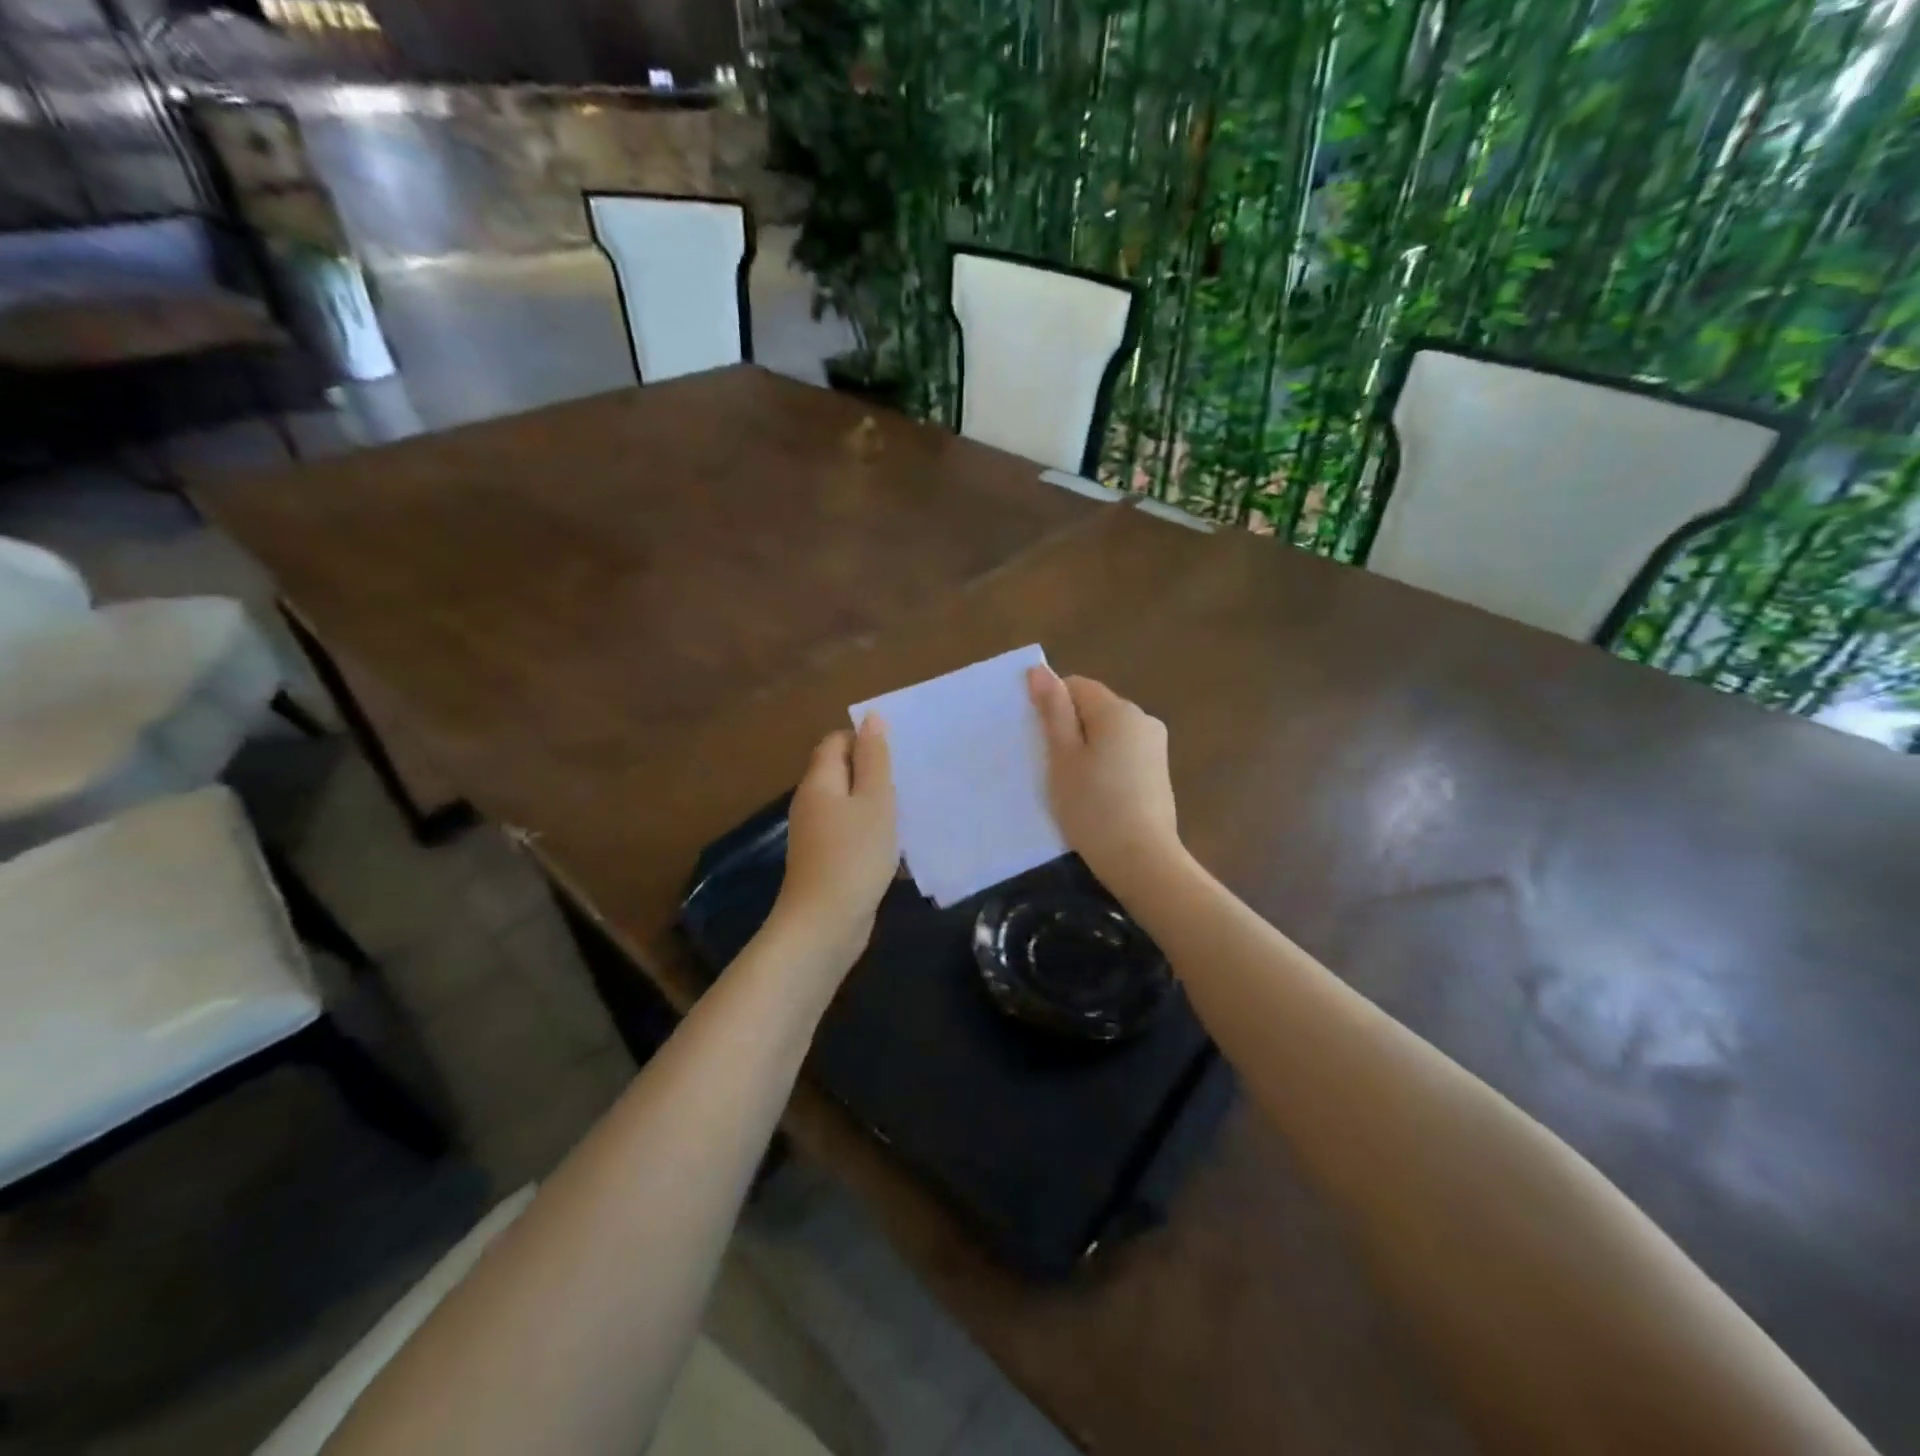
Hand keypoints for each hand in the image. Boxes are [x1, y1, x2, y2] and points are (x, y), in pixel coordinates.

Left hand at [772, 715, 898, 970]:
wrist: (825, 924)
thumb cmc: (854, 855)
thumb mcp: (874, 800)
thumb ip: (874, 759)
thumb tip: (871, 717)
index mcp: (820, 782)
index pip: (836, 741)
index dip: (864, 740)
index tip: (898, 753)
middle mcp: (811, 803)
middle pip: (841, 772)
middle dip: (875, 773)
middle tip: (910, 780)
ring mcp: (816, 835)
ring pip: (849, 806)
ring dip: (877, 806)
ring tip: (911, 811)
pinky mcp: (826, 861)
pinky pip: (851, 835)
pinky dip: (872, 834)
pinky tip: (897, 849)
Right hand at [1028, 667, 1181, 889]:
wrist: (1141, 859)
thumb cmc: (1093, 806)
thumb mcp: (1063, 757)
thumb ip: (1053, 711)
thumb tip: (1040, 670)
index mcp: (1118, 710)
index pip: (1076, 686)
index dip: (1052, 706)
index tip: (1038, 740)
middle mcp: (1142, 719)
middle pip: (1094, 708)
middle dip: (1069, 728)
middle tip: (1049, 765)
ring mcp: (1155, 746)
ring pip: (1107, 732)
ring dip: (1086, 748)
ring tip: (1072, 784)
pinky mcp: (1158, 772)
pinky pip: (1122, 753)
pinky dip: (1104, 764)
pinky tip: (1094, 794)